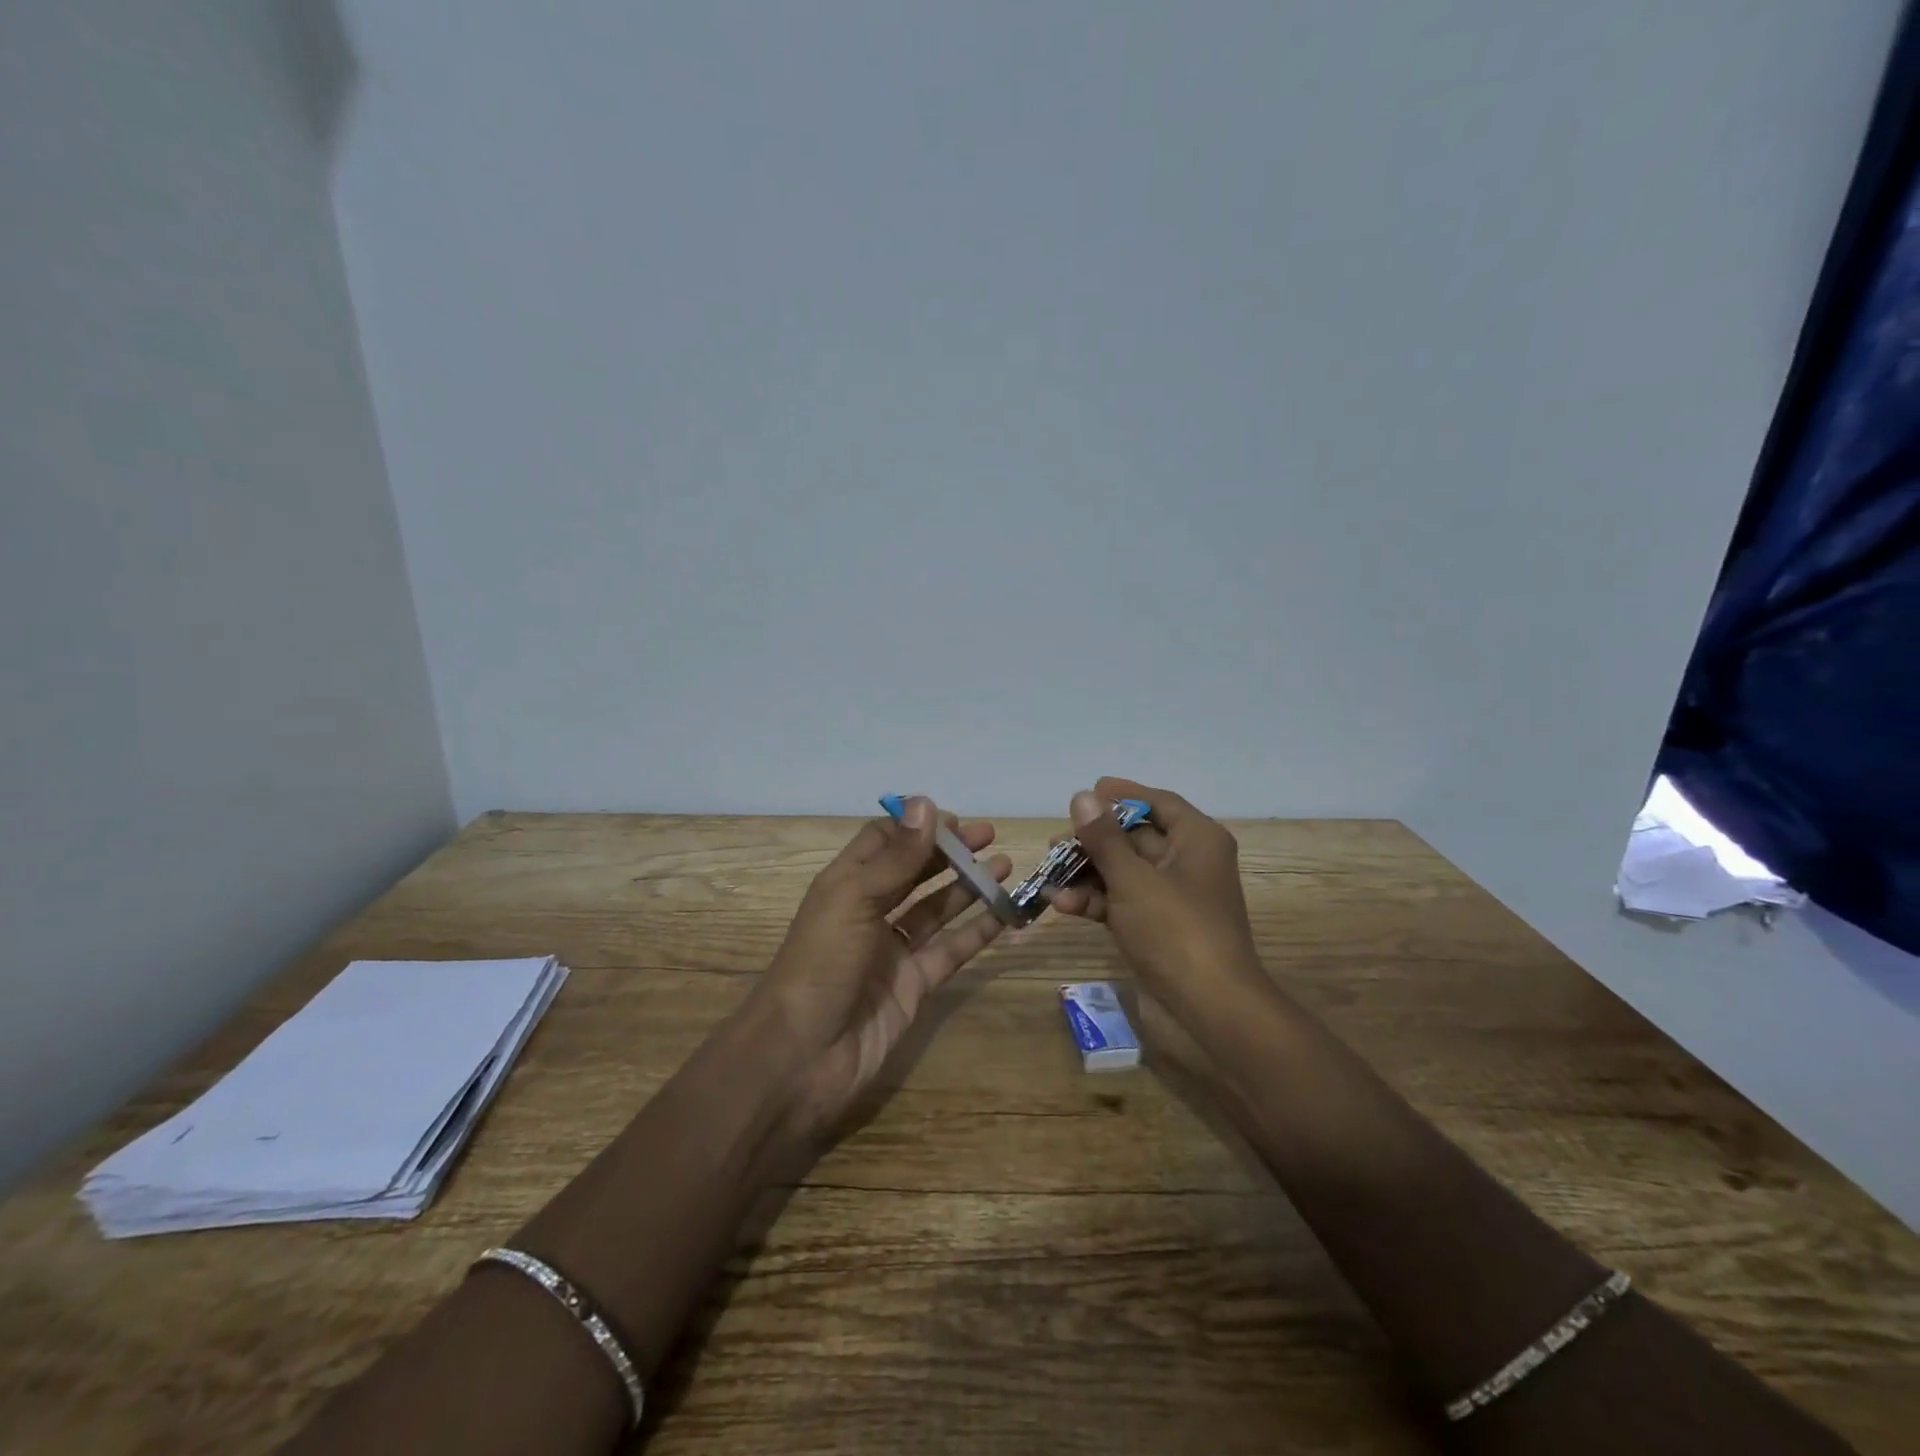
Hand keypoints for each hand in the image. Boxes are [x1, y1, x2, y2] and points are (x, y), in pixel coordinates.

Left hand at [750, 796, 1010, 1140]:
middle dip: (948, 853)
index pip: (883, 841)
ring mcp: (893, 950)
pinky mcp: (914, 985)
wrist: (803, 1056)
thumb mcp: (855, 899)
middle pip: (914, 872)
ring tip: (1004, 867)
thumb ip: (897, 856)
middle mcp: (869, 912)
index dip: (917, 827)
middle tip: (988, 837)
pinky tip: (1005, 915)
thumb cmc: (821, 963)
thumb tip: (926, 802)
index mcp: (846, 885)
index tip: (955, 820)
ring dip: (967, 887)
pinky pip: (951, 950)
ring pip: (936, 909)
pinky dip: (977, 932)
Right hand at [1048, 777, 1263, 1019]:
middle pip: (1135, 837)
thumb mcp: (1133, 879)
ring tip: (1049, 875)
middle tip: (1056, 843)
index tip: (1087, 791)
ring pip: (1123, 872)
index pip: (1158, 803)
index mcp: (1197, 840)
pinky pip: (1122, 903)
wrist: (1209, 1012)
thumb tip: (1083, 796)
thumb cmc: (1175, 931)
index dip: (1122, 795)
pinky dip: (1095, 902)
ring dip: (1087, 874)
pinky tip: (1061, 906)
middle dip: (1094, 840)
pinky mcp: (1157, 930)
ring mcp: (1171, 899)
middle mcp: (1187, 863)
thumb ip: (1104, 838)